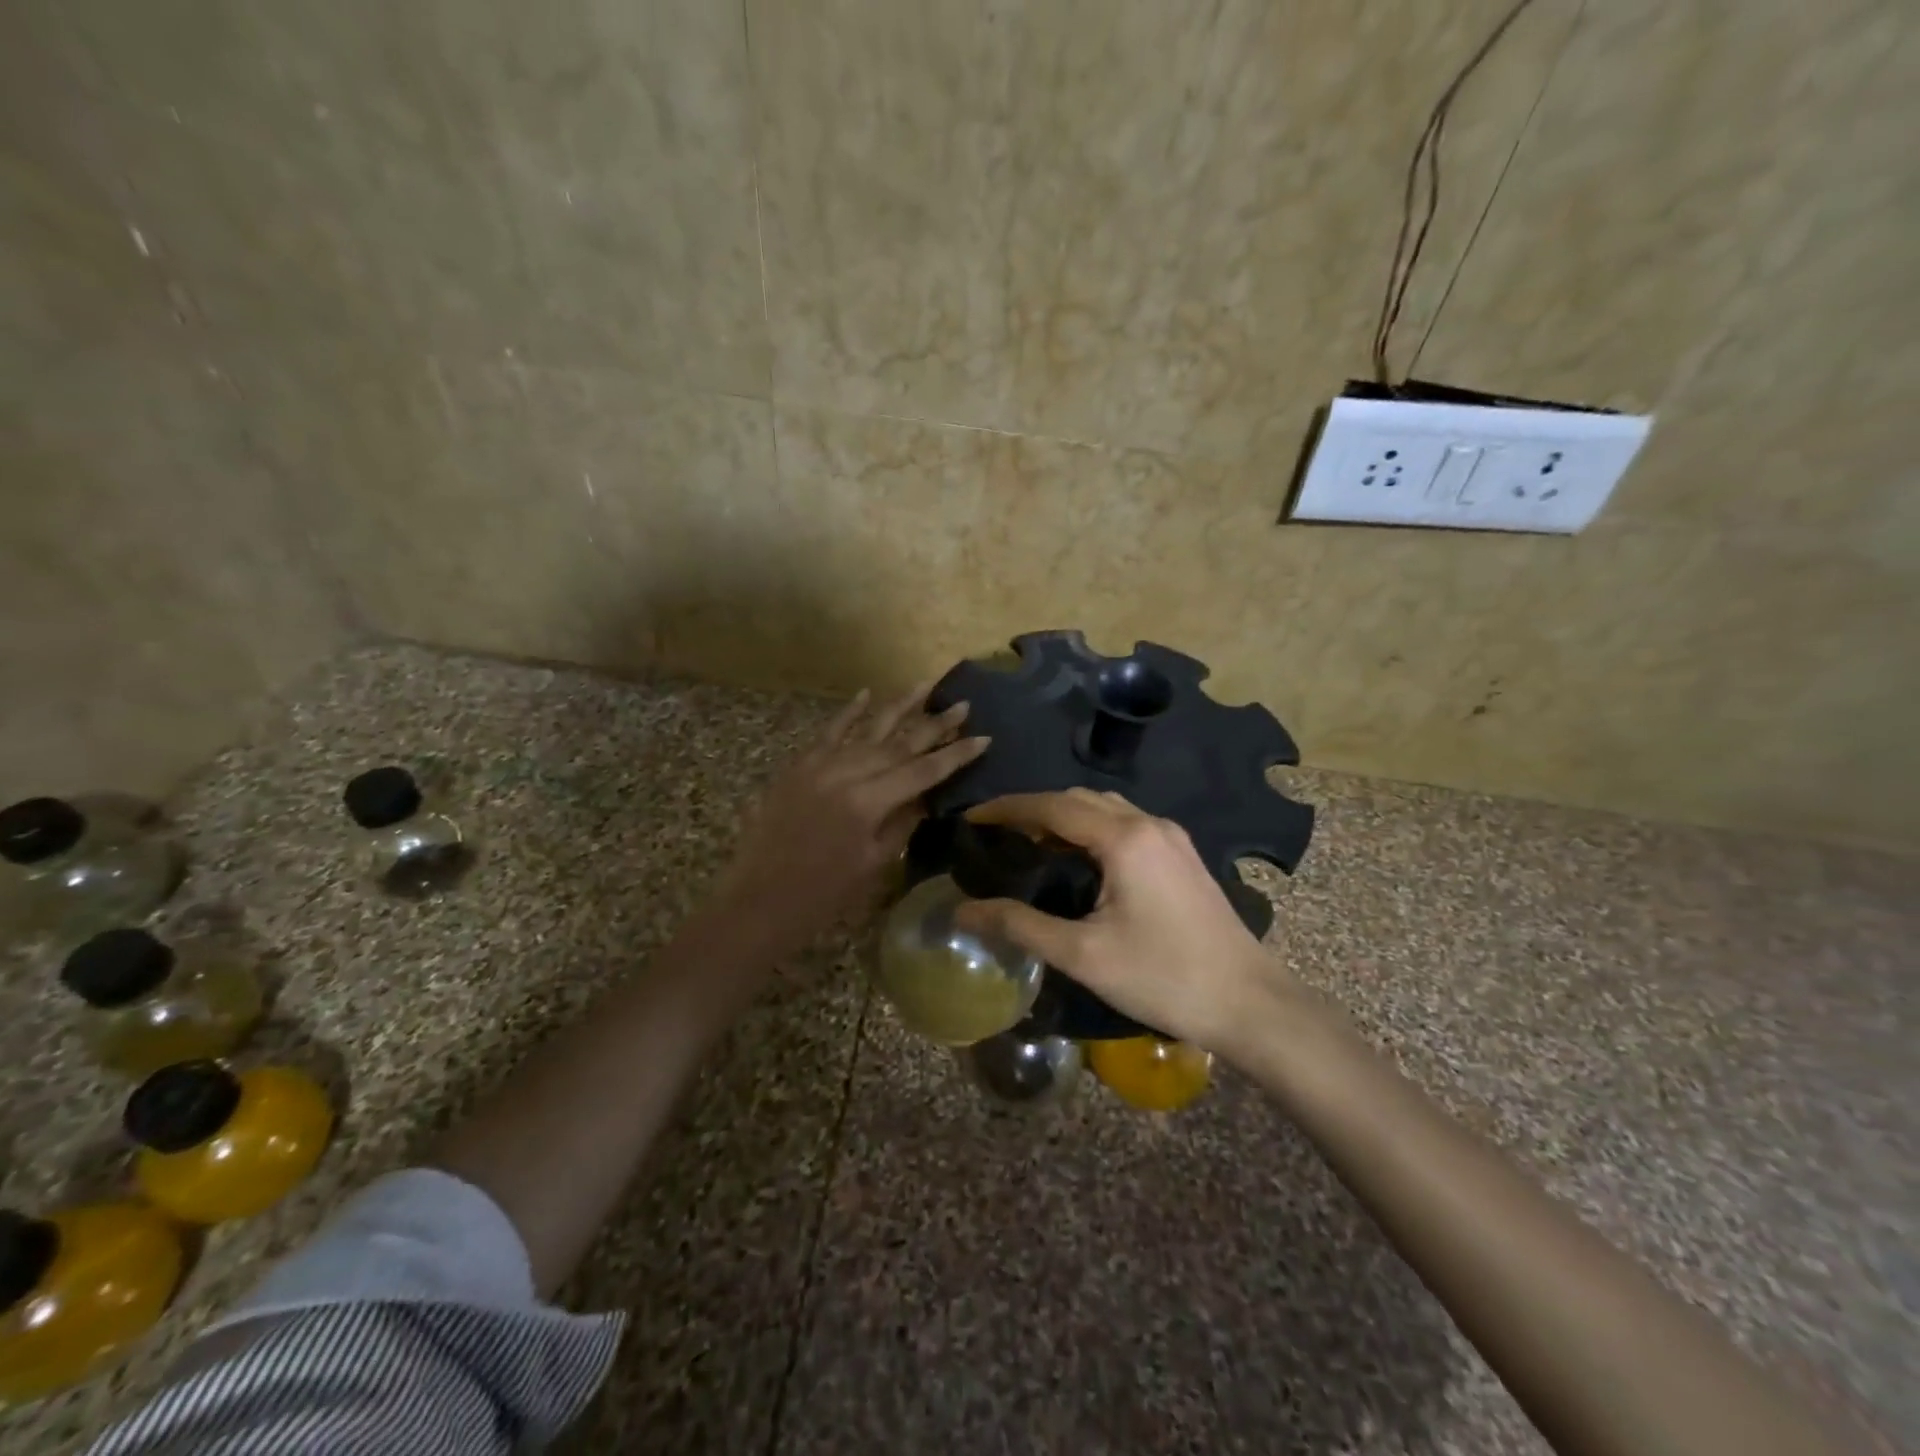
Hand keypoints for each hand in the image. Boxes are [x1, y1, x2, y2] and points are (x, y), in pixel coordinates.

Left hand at [713, 684, 989, 953]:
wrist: (759, 900)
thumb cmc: (824, 894)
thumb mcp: (874, 862)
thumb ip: (903, 821)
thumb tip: (929, 793)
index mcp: (869, 802)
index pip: (923, 771)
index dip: (955, 755)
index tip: (983, 738)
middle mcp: (846, 773)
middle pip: (899, 743)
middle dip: (934, 724)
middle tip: (963, 704)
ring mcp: (819, 765)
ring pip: (867, 730)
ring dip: (899, 707)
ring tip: (925, 685)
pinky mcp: (798, 766)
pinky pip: (828, 733)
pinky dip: (849, 713)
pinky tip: (866, 693)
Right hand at [952, 790, 1295, 1052]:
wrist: (1250, 1004)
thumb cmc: (1164, 977)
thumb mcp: (1083, 955)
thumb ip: (1020, 926)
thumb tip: (962, 912)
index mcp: (1124, 838)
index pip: (1052, 805)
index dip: (1007, 808)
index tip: (971, 818)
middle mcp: (1148, 823)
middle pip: (1078, 799)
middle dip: (1033, 809)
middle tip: (995, 834)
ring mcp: (1171, 838)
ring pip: (1104, 809)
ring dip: (1063, 817)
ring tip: (1028, 844)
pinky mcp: (1182, 856)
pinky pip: (1125, 825)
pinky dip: (1090, 830)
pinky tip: (1077, 860)